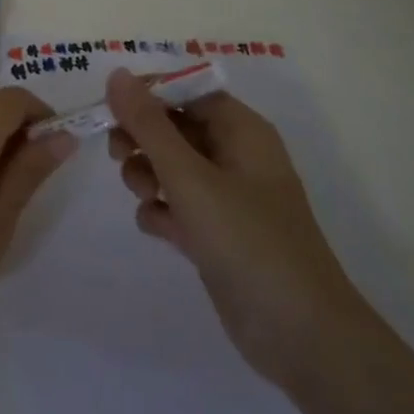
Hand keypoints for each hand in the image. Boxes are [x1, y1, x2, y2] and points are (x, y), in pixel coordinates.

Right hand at [105, 70, 366, 389]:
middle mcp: (236, 155)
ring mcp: (228, 197)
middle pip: (176, 126)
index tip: (111, 108)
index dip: (147, 93)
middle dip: (142, 136)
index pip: (186, 89)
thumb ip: (149, 125)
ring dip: (147, 172)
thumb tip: (117, 74)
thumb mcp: (190, 178)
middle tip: (118, 154)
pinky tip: (155, 226)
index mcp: (241, 130)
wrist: (302, 338)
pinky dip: (161, 210)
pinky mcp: (219, 235)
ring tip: (142, 194)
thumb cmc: (248, 241)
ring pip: (173, 166)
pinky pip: (178, 205)